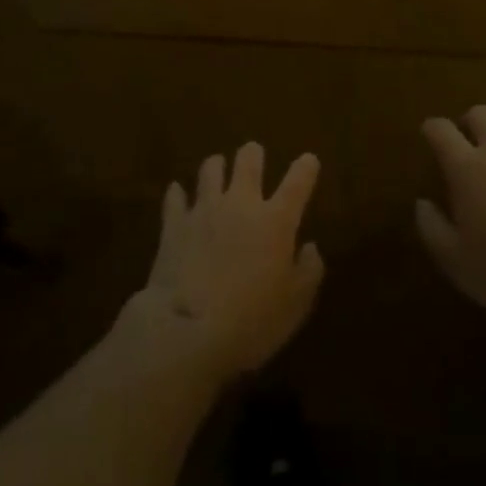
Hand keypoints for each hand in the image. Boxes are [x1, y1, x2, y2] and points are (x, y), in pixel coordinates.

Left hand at [133, 143, 323, 383]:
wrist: (189, 331)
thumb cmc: (251, 322)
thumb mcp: (295, 306)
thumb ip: (309, 272)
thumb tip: (310, 248)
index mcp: (276, 220)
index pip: (297, 181)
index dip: (306, 167)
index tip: (309, 160)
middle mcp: (241, 203)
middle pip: (248, 160)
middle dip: (253, 154)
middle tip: (254, 155)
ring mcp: (205, 209)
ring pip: (211, 169)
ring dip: (216, 167)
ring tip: (217, 168)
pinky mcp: (174, 223)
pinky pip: (175, 197)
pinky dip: (178, 194)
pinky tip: (177, 193)